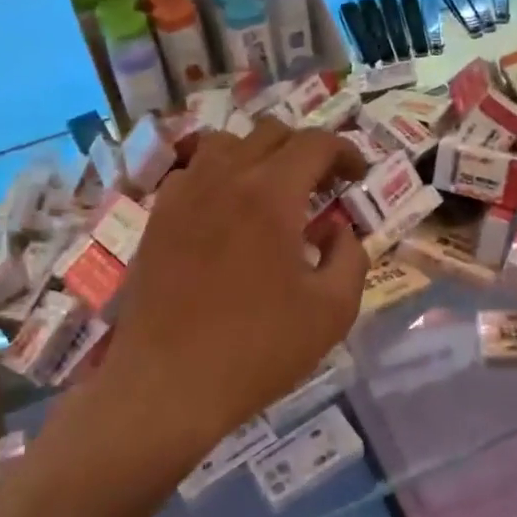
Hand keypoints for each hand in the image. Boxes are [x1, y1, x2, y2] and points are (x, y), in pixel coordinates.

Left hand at [88, 117, 368, 469]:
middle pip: (271, 133)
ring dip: (260, 155)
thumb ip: (351, 257)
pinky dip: (219, 175)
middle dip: (306, 150)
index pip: (315, 143)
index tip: (358, 175)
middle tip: (323, 184)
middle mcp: (225, 178)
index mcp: (271, 194)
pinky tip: (226, 211)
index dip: (345, 151)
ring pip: (227, 143)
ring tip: (273, 190)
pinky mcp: (158, 217)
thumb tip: (339, 229)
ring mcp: (184, 194)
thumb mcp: (332, 311)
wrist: (168, 384)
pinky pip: (192, 172)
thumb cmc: (258, 349)